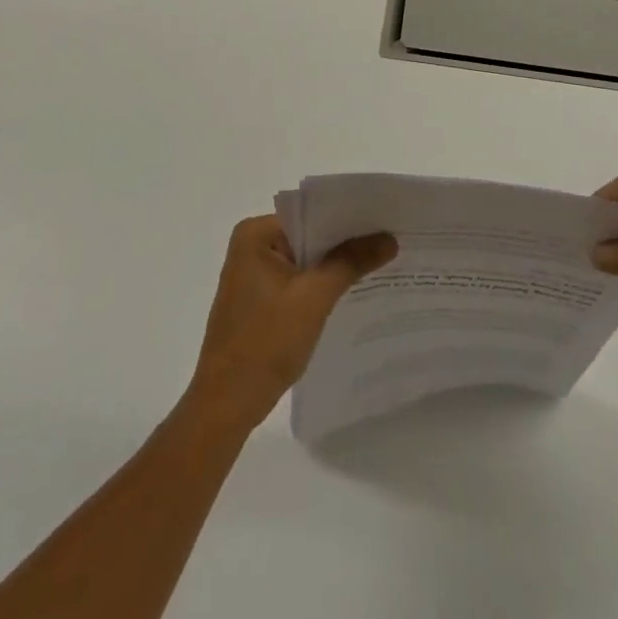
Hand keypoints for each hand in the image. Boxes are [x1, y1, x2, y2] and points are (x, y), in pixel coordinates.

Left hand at [186, 215, 397, 430]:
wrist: (226, 405)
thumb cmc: (265, 342)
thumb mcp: (314, 298)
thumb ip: (351, 262)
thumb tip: (389, 238)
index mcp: (255, 234)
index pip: (311, 213)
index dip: (348, 217)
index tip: (385, 219)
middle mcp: (251, 246)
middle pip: (309, 235)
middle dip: (346, 242)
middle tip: (391, 240)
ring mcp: (254, 274)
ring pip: (306, 260)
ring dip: (336, 266)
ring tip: (382, 263)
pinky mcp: (260, 299)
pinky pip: (298, 280)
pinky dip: (322, 285)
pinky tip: (354, 291)